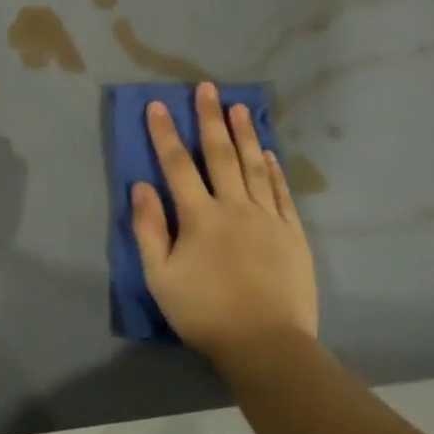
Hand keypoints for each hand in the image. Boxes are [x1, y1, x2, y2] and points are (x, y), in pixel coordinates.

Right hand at [132, 82, 318, 366]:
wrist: (266, 344)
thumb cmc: (204, 312)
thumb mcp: (160, 277)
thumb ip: (149, 229)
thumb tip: (141, 187)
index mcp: (199, 217)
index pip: (178, 165)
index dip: (165, 133)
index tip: (157, 105)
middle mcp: (234, 207)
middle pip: (220, 155)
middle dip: (210, 119)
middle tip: (207, 88)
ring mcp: (268, 218)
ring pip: (253, 166)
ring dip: (244, 134)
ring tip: (239, 107)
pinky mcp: (292, 234)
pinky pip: (281, 192)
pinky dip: (273, 169)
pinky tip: (268, 152)